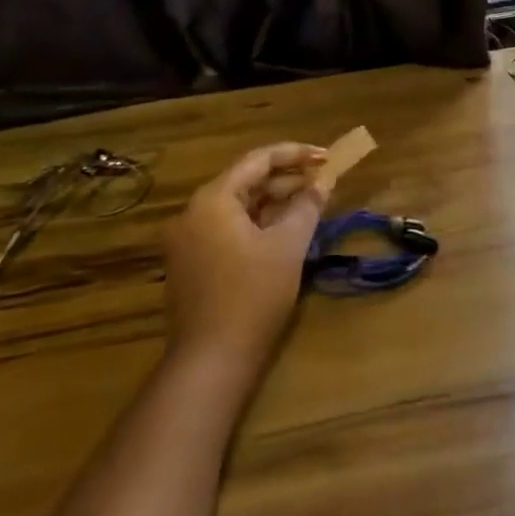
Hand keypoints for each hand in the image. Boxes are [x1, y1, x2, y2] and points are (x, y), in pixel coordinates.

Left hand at [163, 143, 326, 357]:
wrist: (211, 360)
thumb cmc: (253, 295)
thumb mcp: (288, 246)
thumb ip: (307, 206)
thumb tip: (324, 181)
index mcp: (212, 200)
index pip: (258, 160)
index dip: (295, 154)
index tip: (326, 156)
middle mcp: (193, 213)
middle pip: (245, 181)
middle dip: (287, 179)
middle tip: (324, 181)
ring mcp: (187, 240)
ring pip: (237, 206)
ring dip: (274, 202)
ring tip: (311, 203)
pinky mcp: (191, 263)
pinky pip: (228, 228)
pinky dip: (258, 223)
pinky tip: (285, 230)